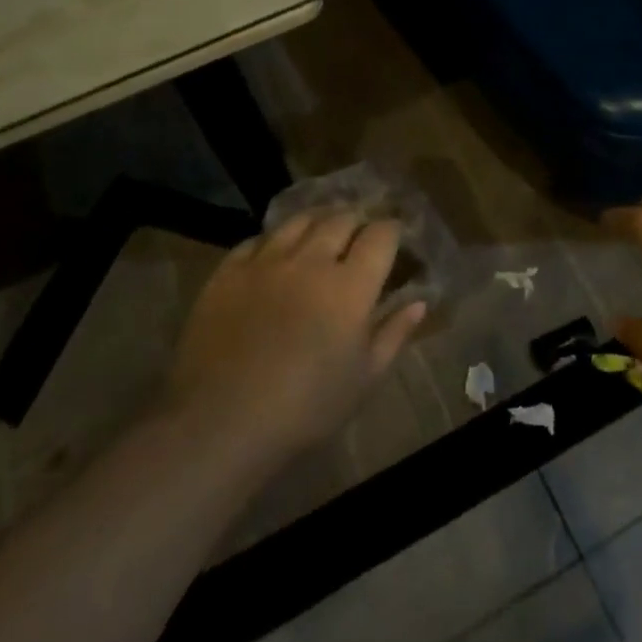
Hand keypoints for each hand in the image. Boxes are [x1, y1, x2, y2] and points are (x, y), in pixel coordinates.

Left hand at [166, 207, 426, 460]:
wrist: (221, 422)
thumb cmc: (306, 407)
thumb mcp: (365, 379)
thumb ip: (394, 334)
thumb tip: (419, 302)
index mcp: (351, 285)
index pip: (381, 234)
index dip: (392, 229)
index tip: (395, 235)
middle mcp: (311, 260)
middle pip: (341, 218)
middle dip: (357, 218)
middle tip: (361, 230)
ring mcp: (266, 261)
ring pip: (299, 220)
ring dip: (318, 219)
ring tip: (323, 227)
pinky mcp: (229, 271)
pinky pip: (257, 239)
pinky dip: (275, 239)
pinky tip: (276, 250)